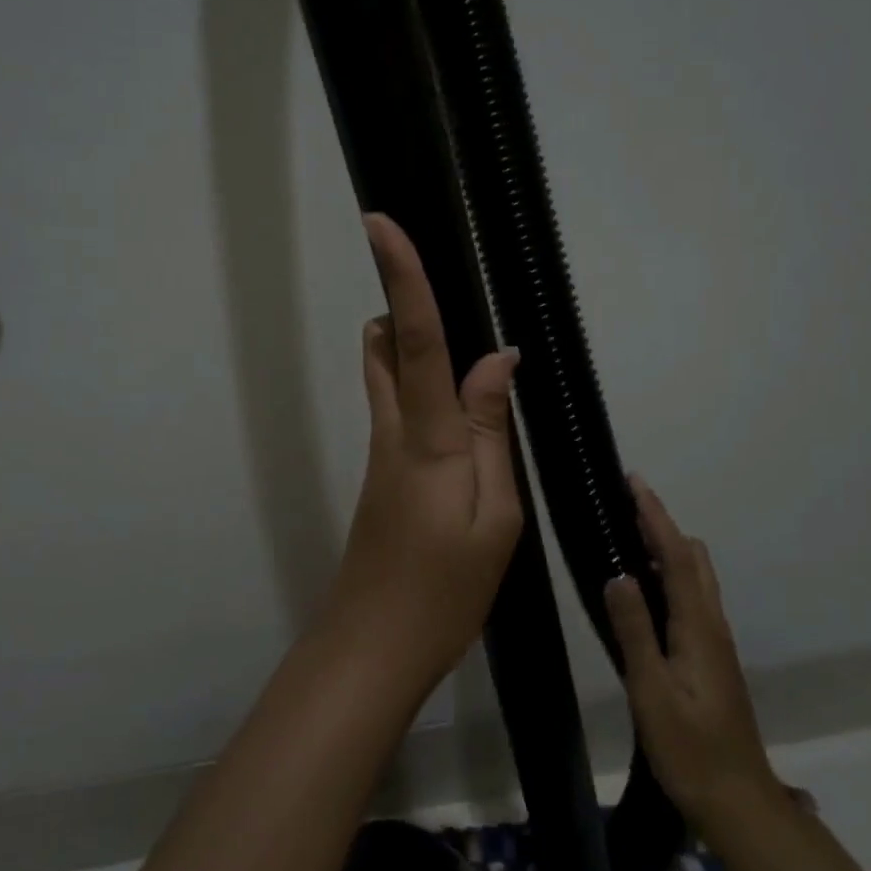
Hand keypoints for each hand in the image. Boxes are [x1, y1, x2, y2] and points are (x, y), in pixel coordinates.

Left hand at [320, 214, 523, 692]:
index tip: (378, 223)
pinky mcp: (382, 476)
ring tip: (465, 346)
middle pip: (385, 346)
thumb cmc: (443, 590)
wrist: (373, 647)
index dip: (402, 277)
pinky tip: (463, 411)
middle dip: (401, 302)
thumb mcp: (494, 517)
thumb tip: (497, 360)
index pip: (414, 338)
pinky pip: (398, 409)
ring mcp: (382, 454)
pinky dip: (421, 386)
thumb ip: (492, 432)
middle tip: (446, 285)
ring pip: (386, 376)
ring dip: (408, 344)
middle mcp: (395, 432)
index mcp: (427, 437)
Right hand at [605, 478, 781, 819]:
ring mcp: (715, 642)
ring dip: (670, 546)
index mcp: (698, 628)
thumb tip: (618, 574)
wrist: (738, 802)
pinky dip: (673, 572)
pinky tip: (650, 586)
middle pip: (693, 559)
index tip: (635, 482)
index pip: (677, 557)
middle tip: (628, 501)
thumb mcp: (652, 691)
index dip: (656, 516)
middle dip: (663, 524)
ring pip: (697, 577)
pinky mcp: (711, 658)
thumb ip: (635, 631)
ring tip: (634, 533)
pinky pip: (692, 597)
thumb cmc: (690, 749)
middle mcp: (712, 626)